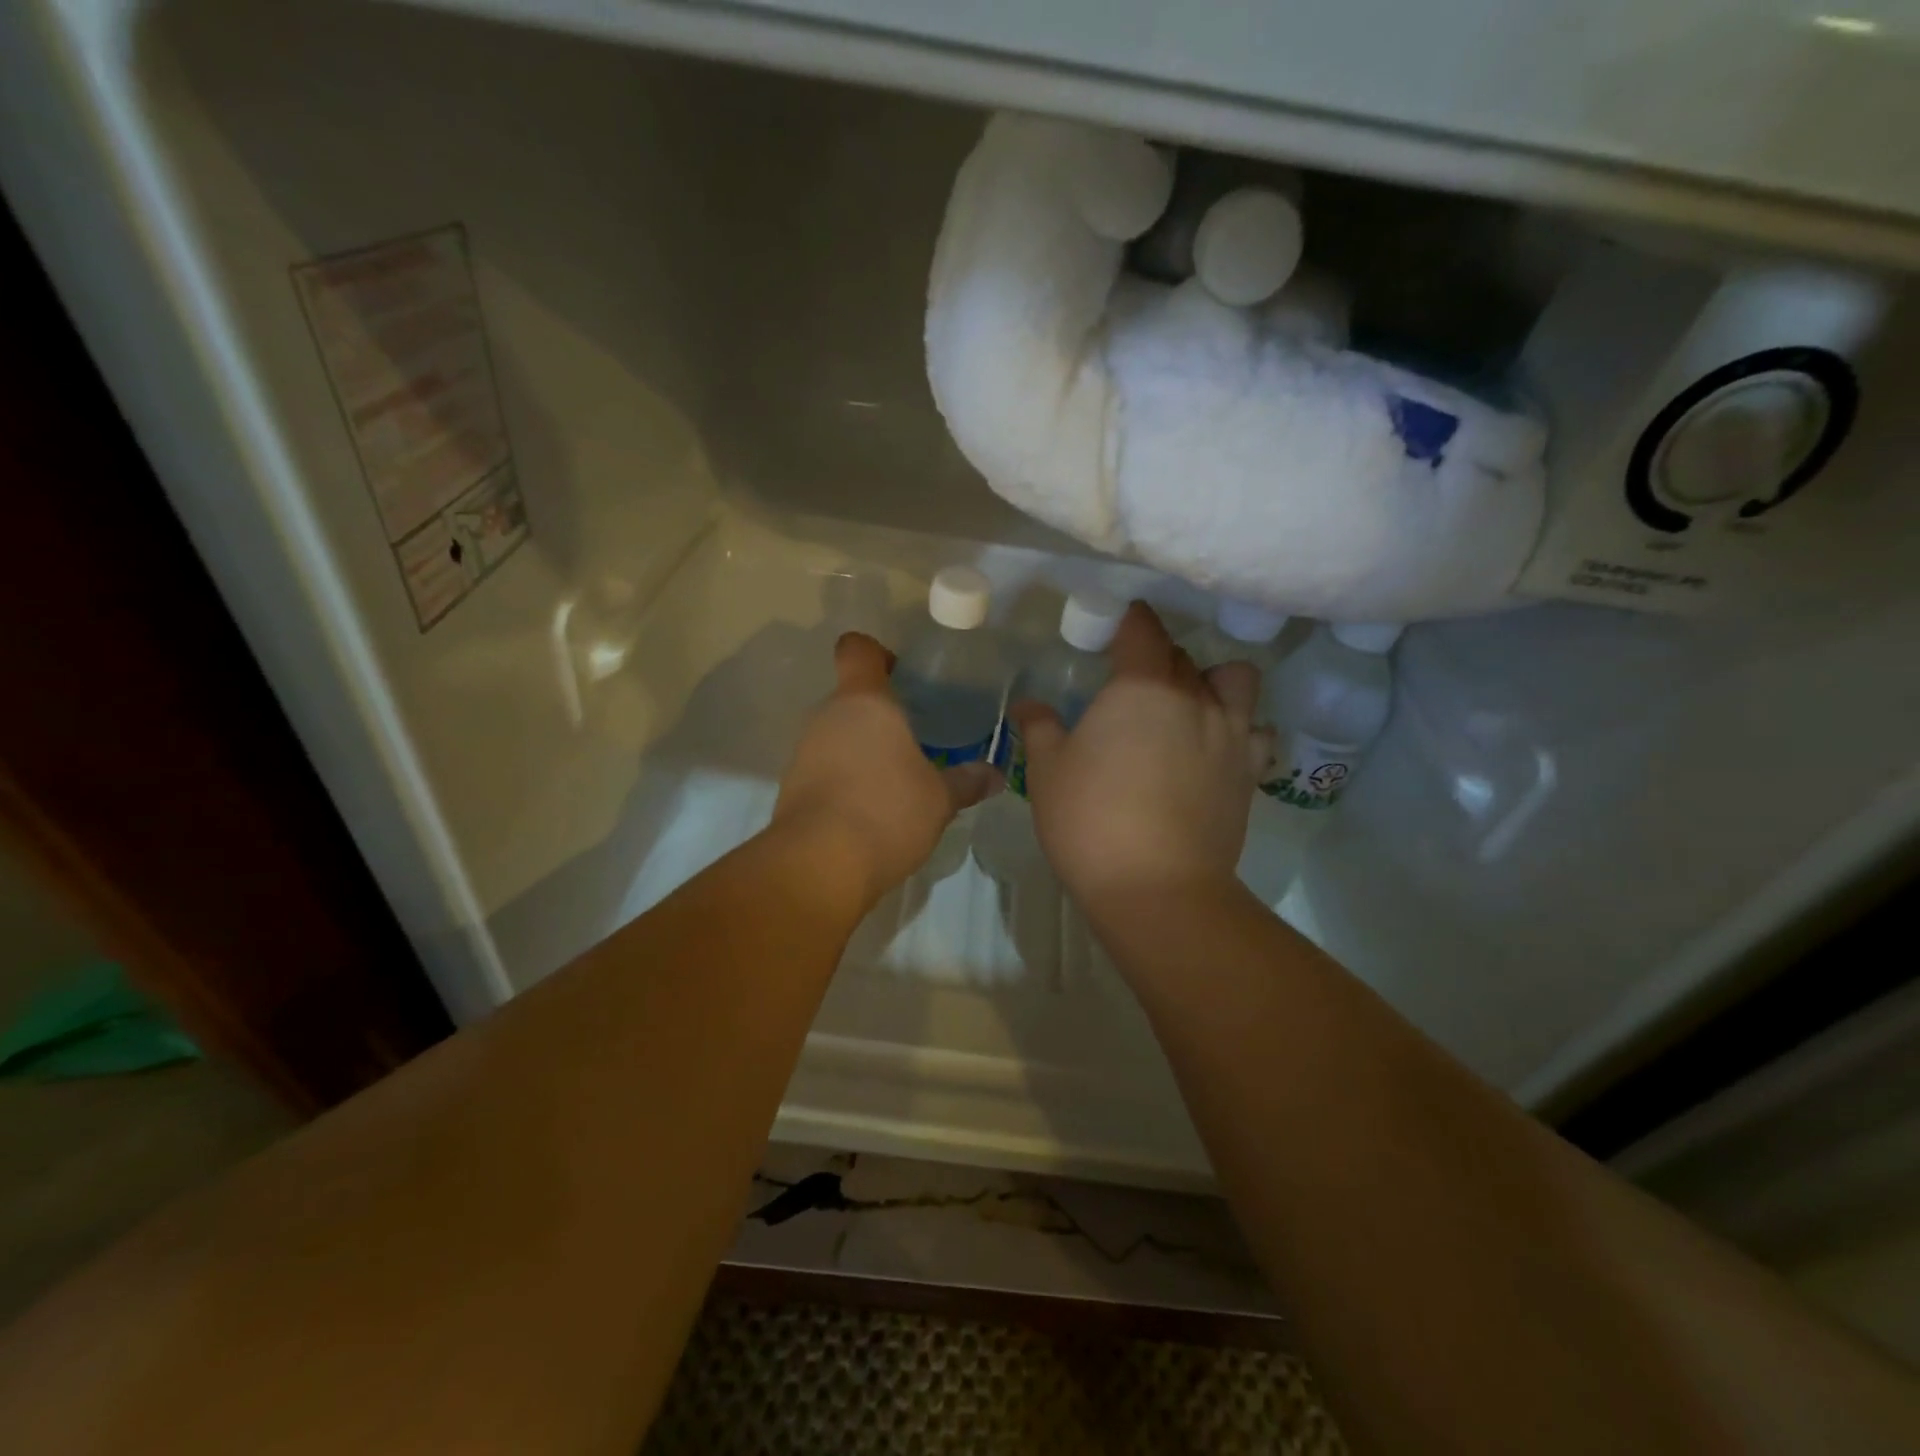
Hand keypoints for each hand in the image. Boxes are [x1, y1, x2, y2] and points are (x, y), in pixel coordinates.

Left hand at [773, 632, 998, 904]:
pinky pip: (826, 767)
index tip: (903, 676)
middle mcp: (828, 716)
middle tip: (918, 737)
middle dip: (883, 713)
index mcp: (865, 702)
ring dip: (865, 748)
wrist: (819, 864)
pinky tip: (873, 807)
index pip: (858, 649)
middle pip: (853, 697)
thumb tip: (995, 775)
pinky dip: (847, 777)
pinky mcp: (793, 786)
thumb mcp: (940, 799)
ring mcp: (804, 751)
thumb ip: (966, 781)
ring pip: (839, 734)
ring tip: (899, 778)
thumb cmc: (887, 811)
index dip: (879, 654)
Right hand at [1010, 602, 1266, 910]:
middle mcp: (1193, 697)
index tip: (1114, 627)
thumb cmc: (1089, 819)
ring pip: (1234, 679)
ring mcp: (1230, 733)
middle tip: (1131, 679)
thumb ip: (1040, 728)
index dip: (1128, 621)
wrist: (1156, 886)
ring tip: (1189, 703)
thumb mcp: (1048, 771)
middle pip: (1182, 654)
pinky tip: (1219, 747)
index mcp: (1141, 686)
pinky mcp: (1249, 771)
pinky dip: (1241, 728)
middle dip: (1157, 656)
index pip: (1142, 629)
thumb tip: (1027, 704)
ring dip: (1212, 680)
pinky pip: (1256, 731)